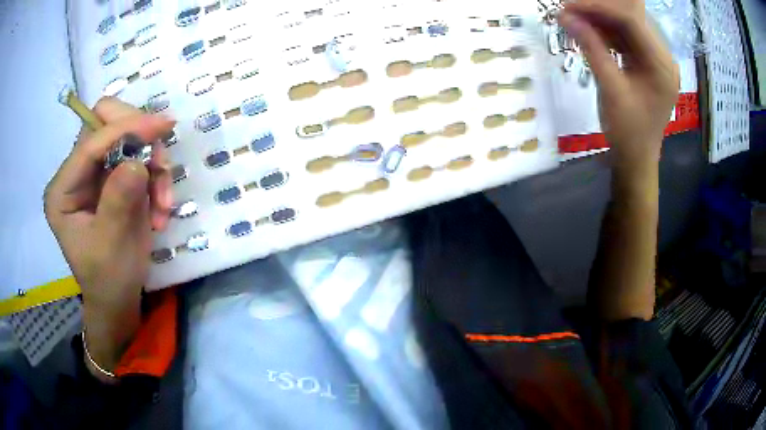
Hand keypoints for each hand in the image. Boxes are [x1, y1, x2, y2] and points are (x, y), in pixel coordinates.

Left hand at [44, 98, 174, 369]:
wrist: (119, 298)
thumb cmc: (108, 280)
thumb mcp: (110, 246)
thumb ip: (118, 202)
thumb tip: (137, 162)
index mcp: (63, 190)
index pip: (90, 143)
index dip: (124, 129)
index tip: (162, 127)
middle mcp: (77, 173)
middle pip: (107, 123)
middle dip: (137, 136)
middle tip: (159, 160)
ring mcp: (97, 173)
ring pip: (129, 136)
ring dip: (153, 164)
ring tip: (163, 203)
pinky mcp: (115, 176)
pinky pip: (141, 156)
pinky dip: (156, 177)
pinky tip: (160, 209)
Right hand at [558, 1, 678, 174]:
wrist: (636, 160)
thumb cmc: (628, 132)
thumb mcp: (610, 89)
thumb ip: (592, 48)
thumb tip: (566, 16)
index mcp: (661, 65)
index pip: (631, 21)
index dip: (598, 8)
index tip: (568, 6)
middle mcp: (663, 57)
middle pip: (631, 19)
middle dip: (599, 11)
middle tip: (570, 12)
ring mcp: (657, 61)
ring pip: (628, 26)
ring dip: (601, 21)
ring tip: (575, 21)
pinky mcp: (648, 65)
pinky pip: (627, 39)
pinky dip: (607, 33)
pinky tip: (590, 34)